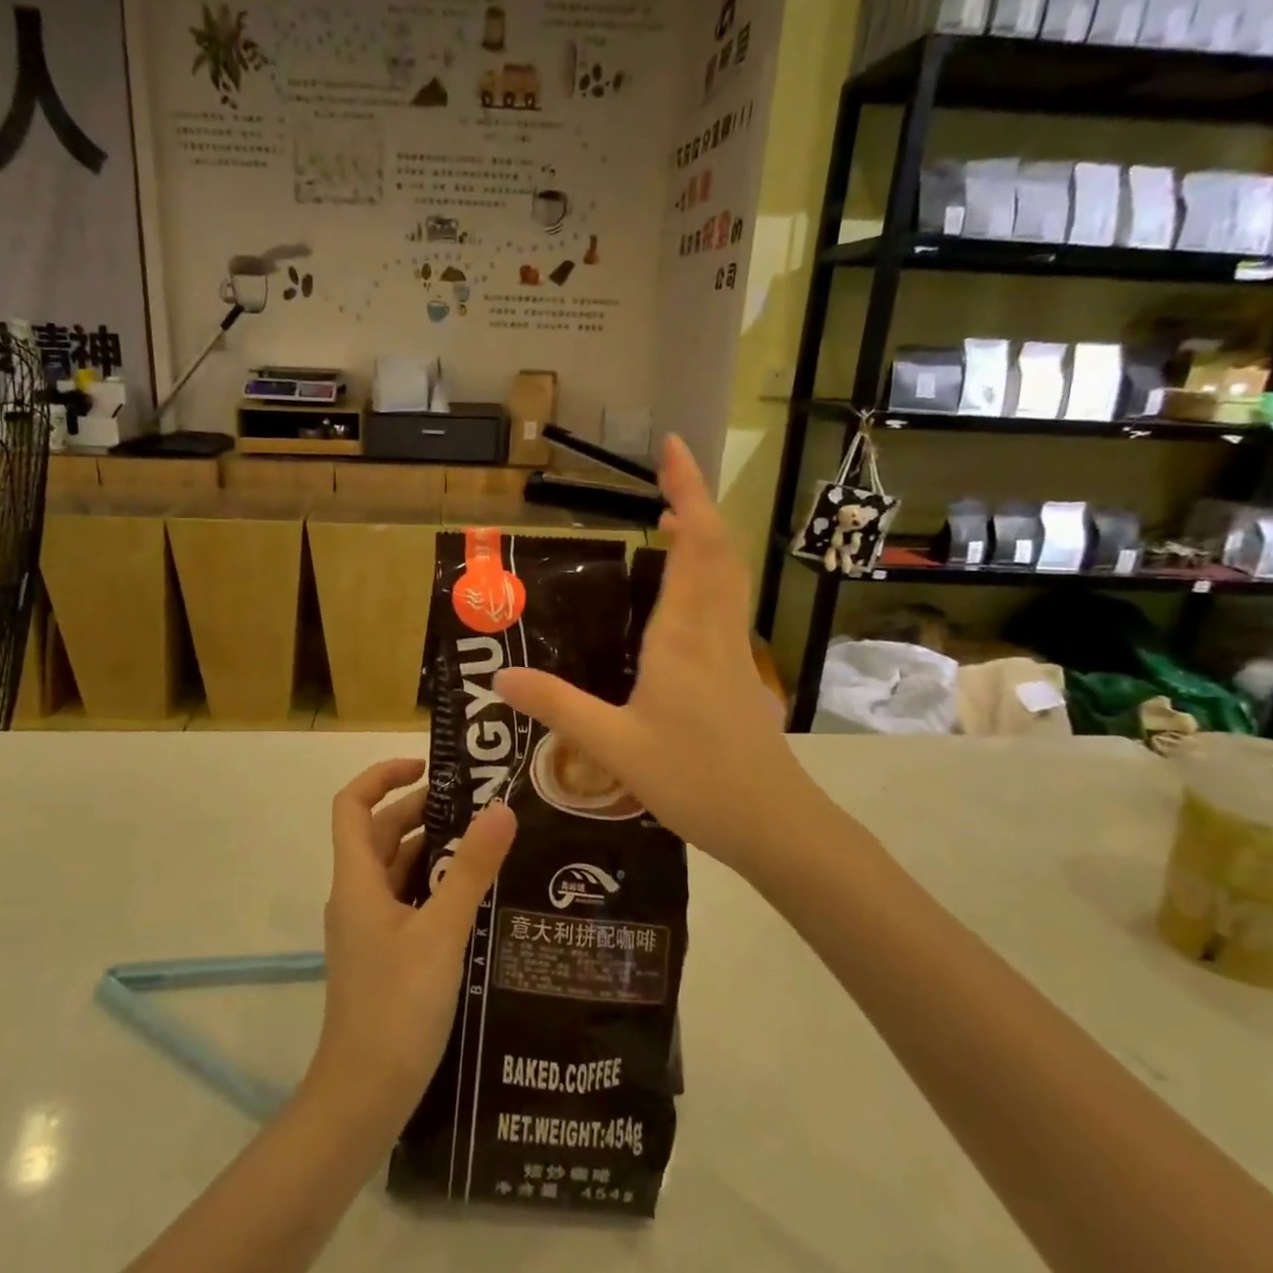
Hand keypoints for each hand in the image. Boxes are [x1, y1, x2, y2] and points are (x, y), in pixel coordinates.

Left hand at [306, 759, 514, 1128]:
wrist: (363, 1098)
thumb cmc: (396, 1007)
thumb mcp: (441, 932)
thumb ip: (470, 869)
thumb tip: (500, 808)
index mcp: (357, 879)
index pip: (352, 804)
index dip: (382, 776)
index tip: (428, 768)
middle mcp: (358, 895)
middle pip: (381, 832)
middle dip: (422, 810)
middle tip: (478, 802)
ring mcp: (370, 927)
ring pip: (398, 868)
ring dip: (433, 848)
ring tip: (486, 839)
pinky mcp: (386, 953)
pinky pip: (409, 900)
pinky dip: (435, 884)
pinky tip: (476, 893)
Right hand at [496, 436, 812, 872]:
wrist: (773, 823)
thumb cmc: (696, 779)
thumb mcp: (613, 746)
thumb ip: (557, 707)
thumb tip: (499, 678)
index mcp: (682, 636)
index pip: (693, 546)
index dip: (686, 492)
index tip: (672, 449)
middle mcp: (712, 631)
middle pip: (717, 548)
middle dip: (696, 501)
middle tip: (667, 470)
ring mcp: (732, 650)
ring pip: (727, 574)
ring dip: (705, 535)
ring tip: (673, 515)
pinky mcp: (738, 671)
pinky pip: (726, 602)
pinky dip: (709, 572)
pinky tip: (686, 590)